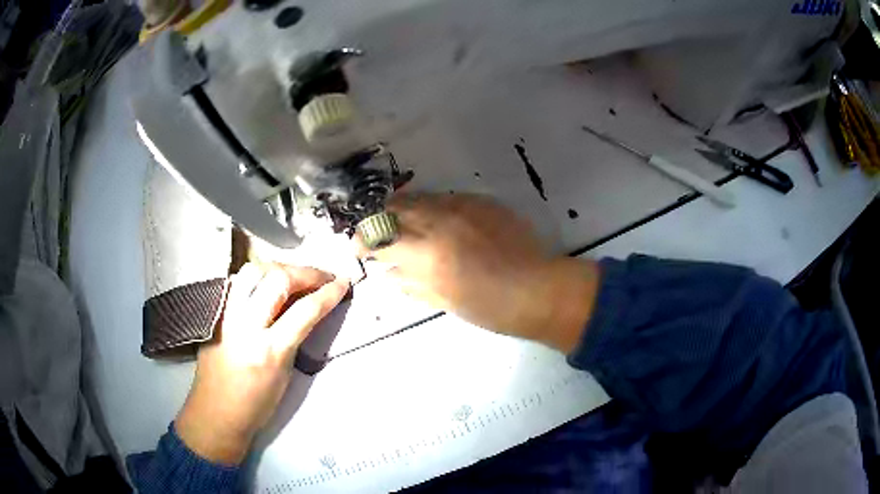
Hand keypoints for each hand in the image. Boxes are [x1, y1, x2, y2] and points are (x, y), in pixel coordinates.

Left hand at [175, 263, 348, 464]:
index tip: (344, 283)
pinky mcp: (215, 313)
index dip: (329, 293)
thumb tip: (309, 308)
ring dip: (279, 268)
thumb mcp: (285, 374)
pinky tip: (267, 284)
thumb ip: (296, 337)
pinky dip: (257, 276)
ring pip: (253, 270)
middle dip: (307, 273)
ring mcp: (226, 315)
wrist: (216, 412)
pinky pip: (237, 281)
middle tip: (323, 277)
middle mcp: (246, 326)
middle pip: (278, 279)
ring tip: (294, 277)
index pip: (305, 310)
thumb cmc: (257, 404)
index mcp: (269, 351)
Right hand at [358, 194, 599, 351]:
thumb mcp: (444, 301)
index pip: (379, 237)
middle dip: (379, 219)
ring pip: (420, 197)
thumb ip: (410, 283)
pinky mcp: (481, 201)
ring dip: (404, 209)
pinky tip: (437, 220)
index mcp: (426, 253)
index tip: (360, 249)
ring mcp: (461, 207)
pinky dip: (432, 208)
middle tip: (378, 232)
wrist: (537, 289)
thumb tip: (386, 273)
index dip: (363, 241)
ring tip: (403, 223)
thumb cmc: (489, 307)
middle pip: (395, 208)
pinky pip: (446, 198)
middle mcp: (439, 221)